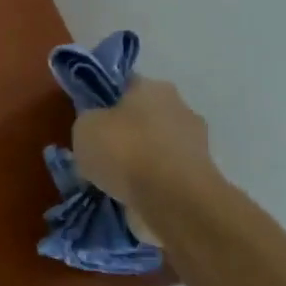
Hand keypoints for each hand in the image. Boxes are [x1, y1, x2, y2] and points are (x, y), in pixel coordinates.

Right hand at [71, 79, 220, 219]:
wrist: (173, 200)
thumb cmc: (125, 151)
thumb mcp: (84, 127)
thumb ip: (88, 121)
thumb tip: (95, 127)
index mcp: (153, 87)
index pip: (124, 85)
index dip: (104, 100)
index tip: (89, 119)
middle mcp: (179, 107)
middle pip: (144, 116)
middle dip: (125, 131)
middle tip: (100, 152)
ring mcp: (196, 142)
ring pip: (156, 146)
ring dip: (140, 159)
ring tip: (114, 180)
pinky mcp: (201, 176)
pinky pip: (165, 174)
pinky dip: (151, 183)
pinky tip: (132, 196)